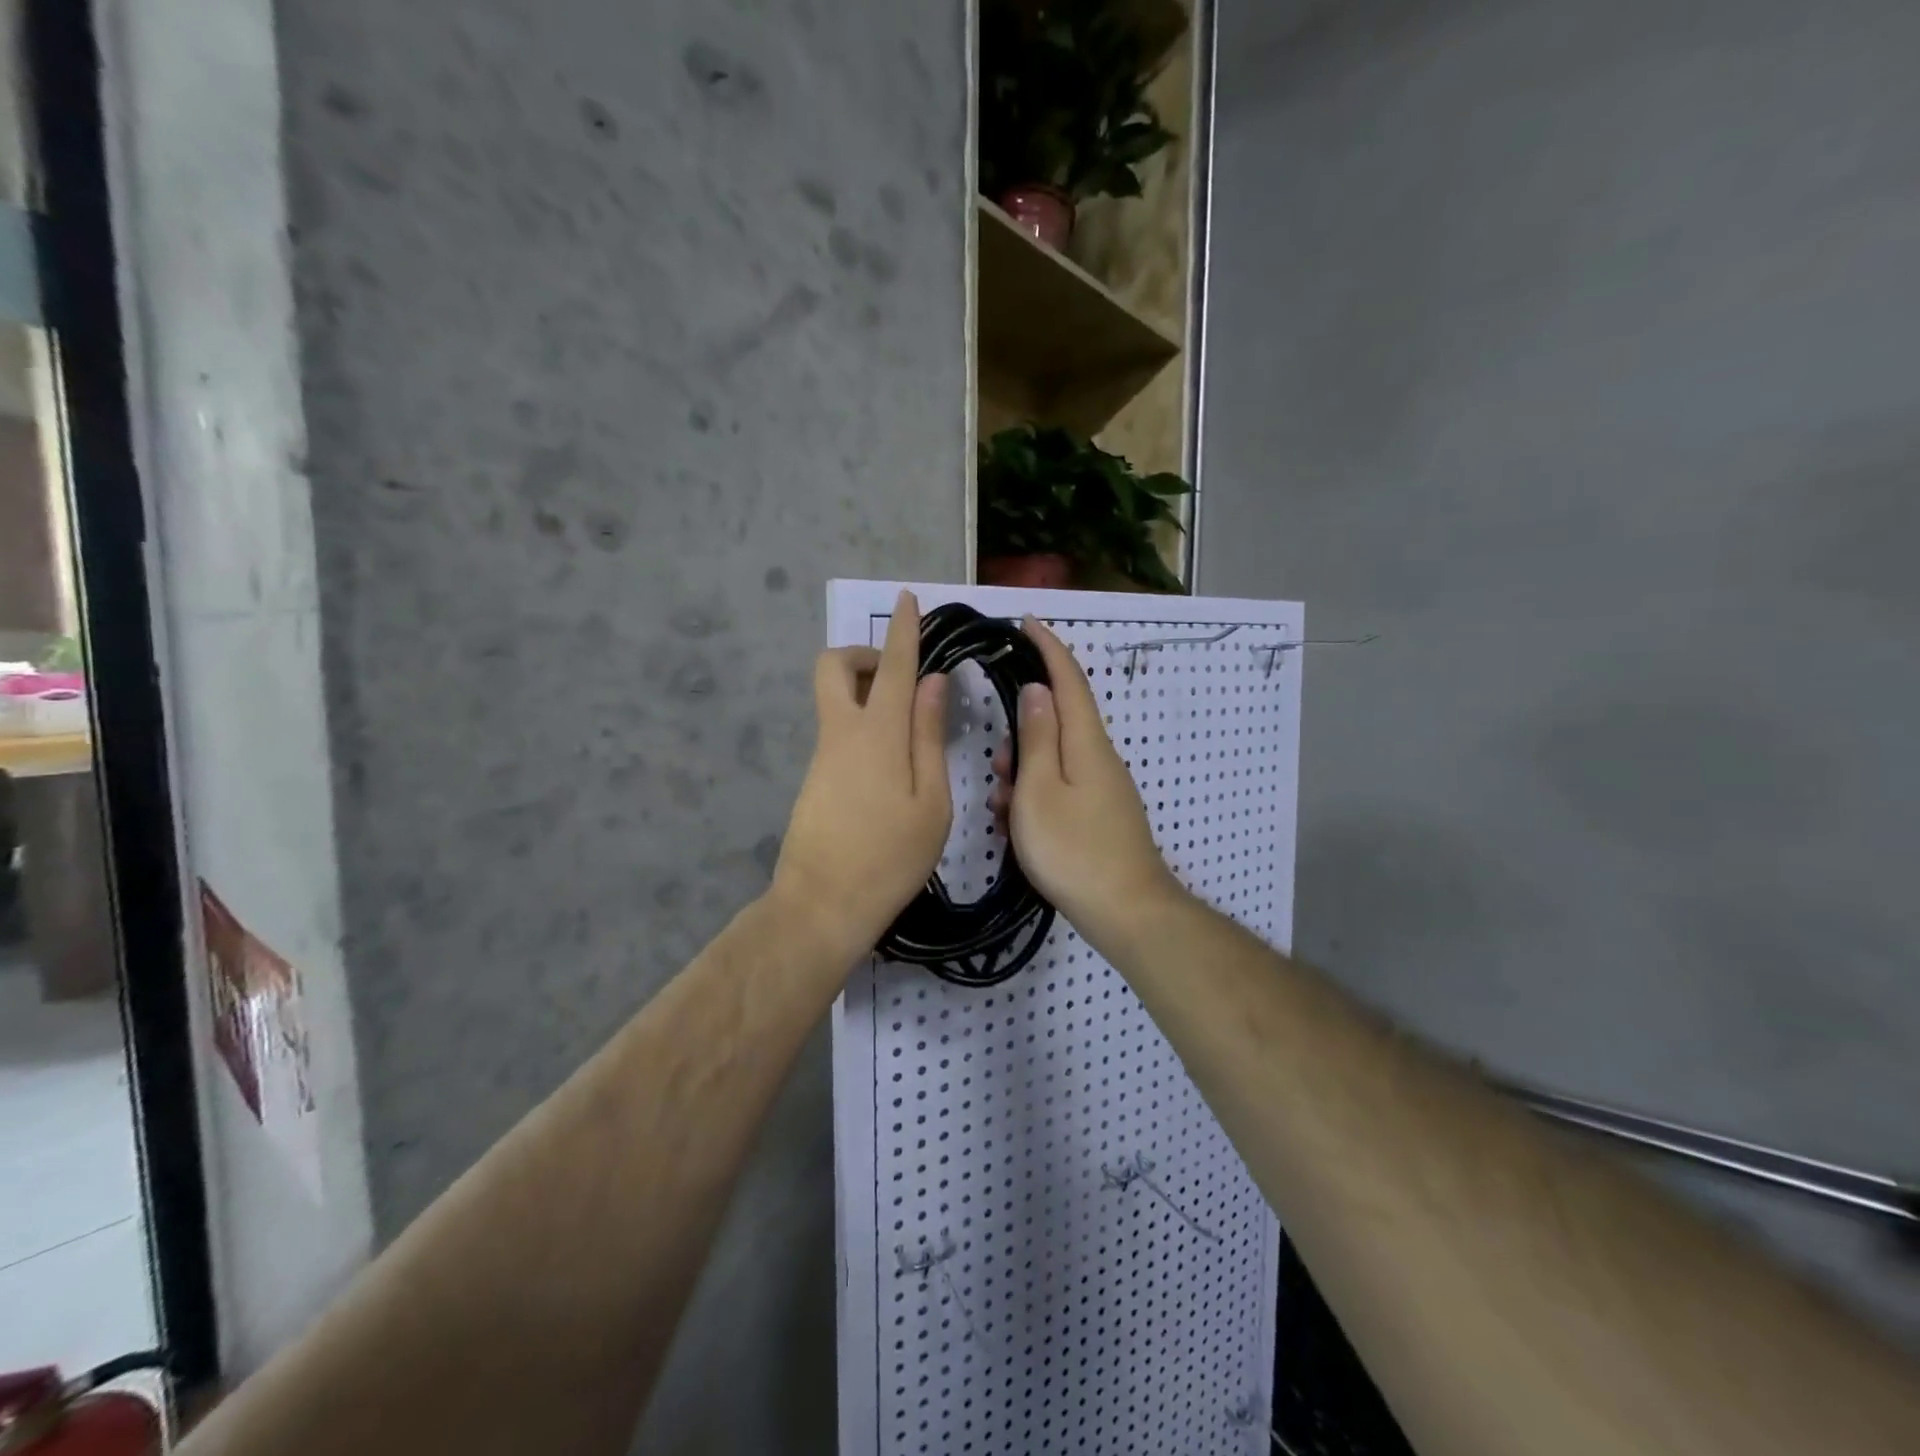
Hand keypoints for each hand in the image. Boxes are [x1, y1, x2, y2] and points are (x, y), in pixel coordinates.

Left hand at [771, 590, 950, 960]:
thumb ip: (929, 736)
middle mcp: (842, 732)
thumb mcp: (931, 801)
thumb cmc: (891, 857)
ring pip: (835, 699)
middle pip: (833, 667)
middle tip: (900, 678)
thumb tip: (932, 682)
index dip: (902, 630)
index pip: (892, 666)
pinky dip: (863, 725)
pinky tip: (892, 767)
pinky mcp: (814, 779)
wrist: (822, 906)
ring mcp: (822, 756)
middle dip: (863, 655)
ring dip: (867, 693)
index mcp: (878, 733)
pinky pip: (838, 731)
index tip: (906, 599)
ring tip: (911, 731)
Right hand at [988, 618, 1179, 941]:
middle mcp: (1100, 757)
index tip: (1026, 623)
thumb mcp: (1040, 790)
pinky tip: (1017, 826)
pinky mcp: (1101, 814)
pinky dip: (1037, 795)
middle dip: (1023, 733)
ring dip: (1024, 772)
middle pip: (1059, 722)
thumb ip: (1038, 737)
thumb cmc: (1073, 849)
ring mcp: (1104, 788)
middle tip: (997, 765)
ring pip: (1056, 760)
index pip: (1068, 680)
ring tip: (1003, 807)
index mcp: (1087, 742)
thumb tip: (1037, 689)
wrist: (1126, 910)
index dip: (1047, 648)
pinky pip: (1062, 788)